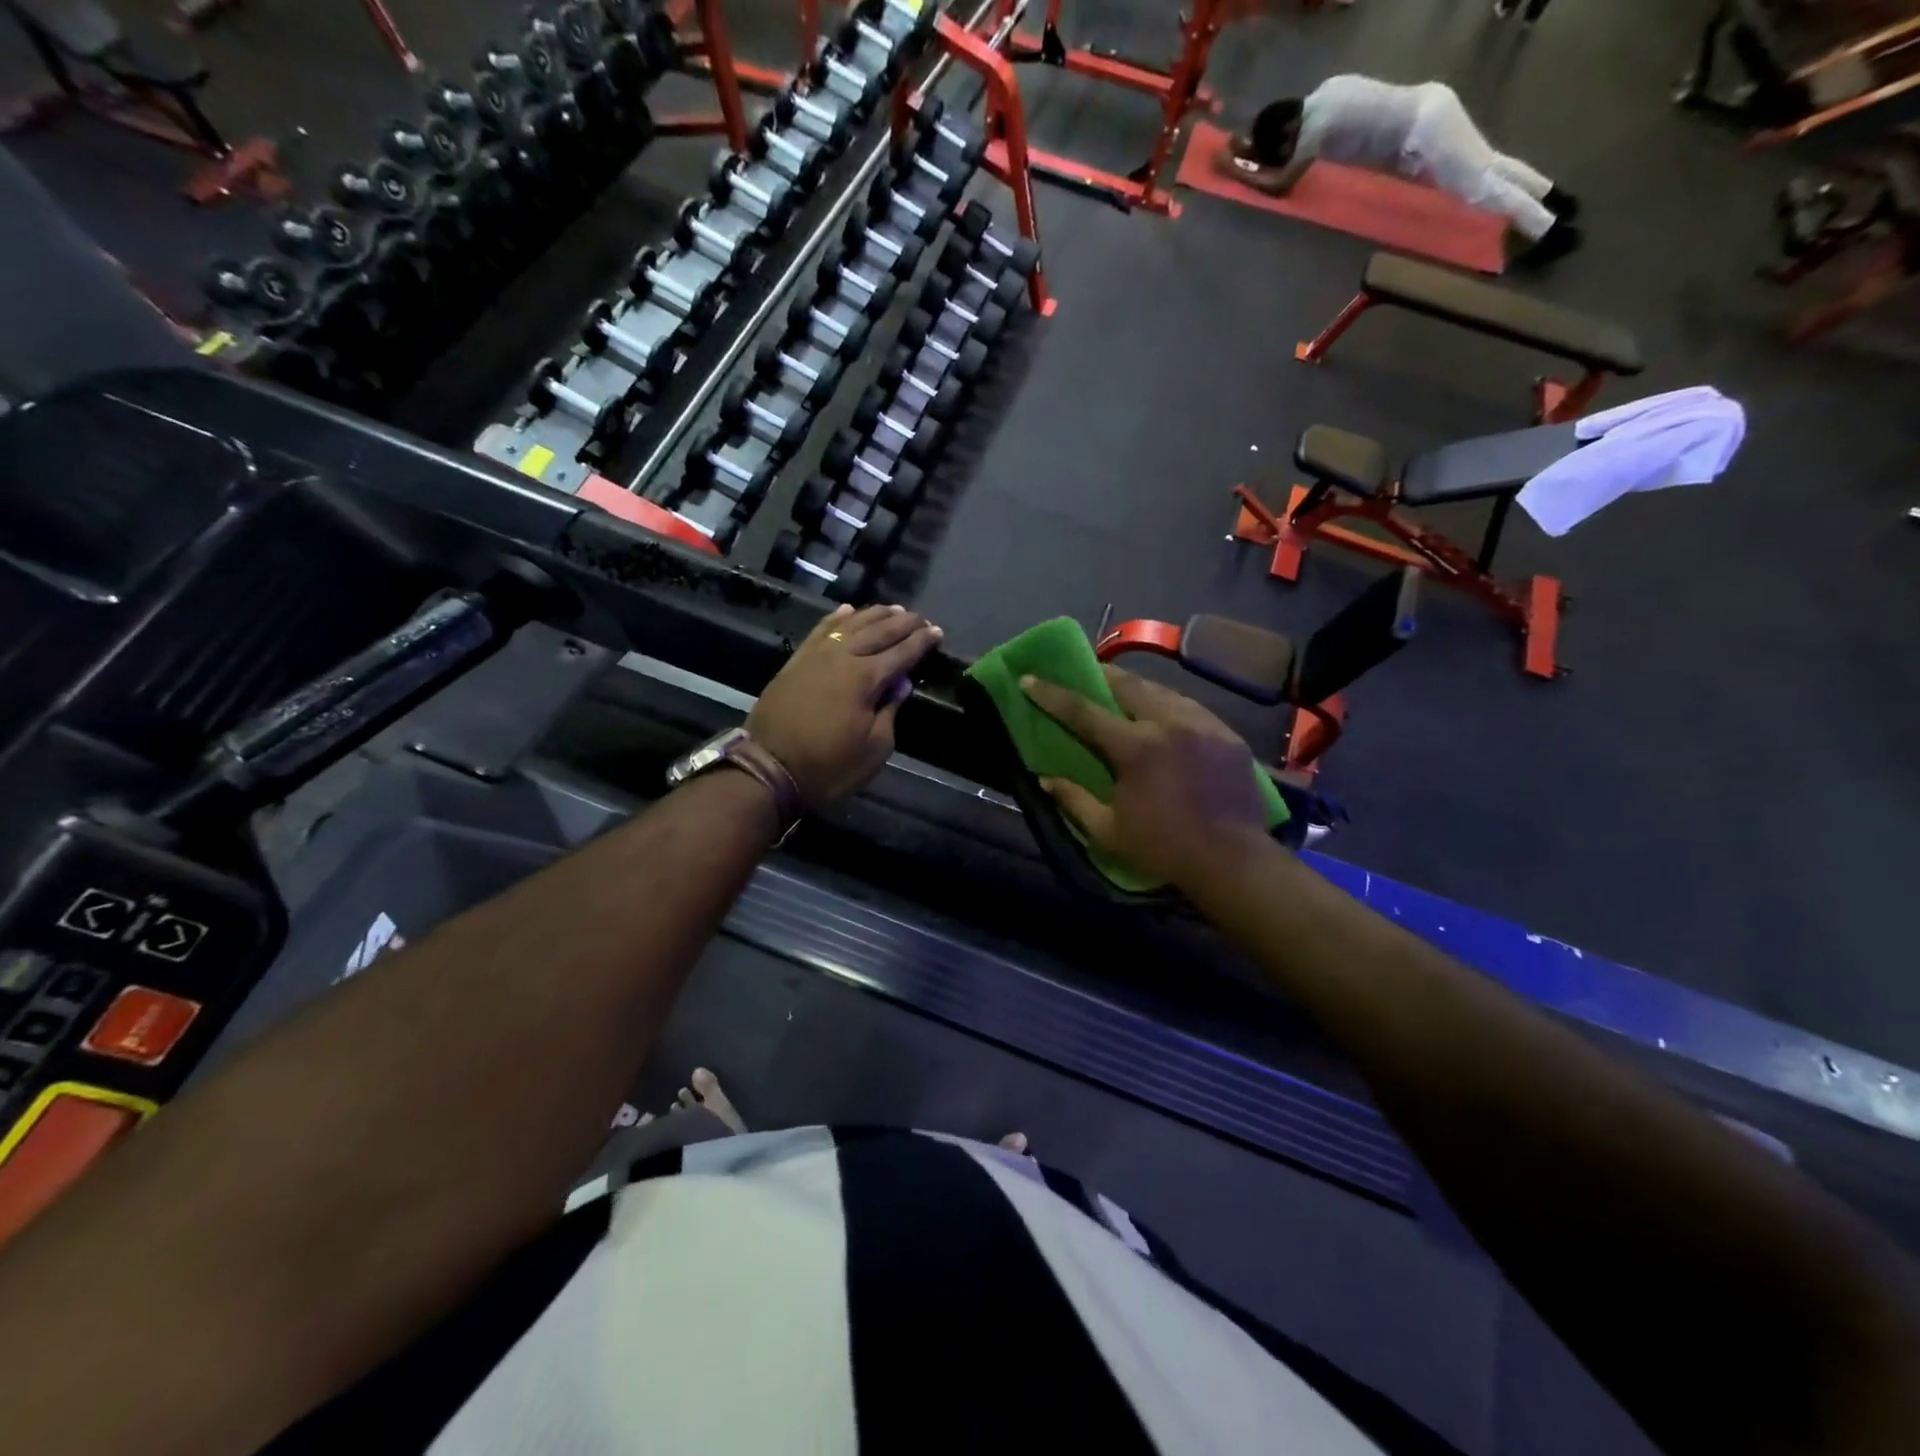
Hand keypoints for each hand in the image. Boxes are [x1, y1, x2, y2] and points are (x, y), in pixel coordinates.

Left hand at [749, 603, 942, 807]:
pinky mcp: (796, 661)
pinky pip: (820, 630)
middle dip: (903, 623)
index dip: (922, 642)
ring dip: (875, 614)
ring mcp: (816, 655)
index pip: (902, 653)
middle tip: (921, 617)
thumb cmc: (829, 766)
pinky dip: (837, 618)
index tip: (938, 632)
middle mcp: (843, 657)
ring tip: (893, 609)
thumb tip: (901, 683)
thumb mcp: (874, 749)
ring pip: (851, 624)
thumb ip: (890, 711)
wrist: (768, 769)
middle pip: (879, 631)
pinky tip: (848, 610)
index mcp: (866, 678)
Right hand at [1020, 666, 1269, 888]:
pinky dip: (1169, 704)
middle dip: (1101, 675)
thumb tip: (1045, 778)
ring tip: (1123, 690)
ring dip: (1137, 688)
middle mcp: (1169, 723)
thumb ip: (1074, 800)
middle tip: (1085, 673)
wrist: (1233, 861)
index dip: (1052, 694)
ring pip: (1163, 691)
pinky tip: (1164, 713)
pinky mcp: (1228, 735)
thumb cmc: (1163, 849)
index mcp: (1135, 747)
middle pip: (1128, 685)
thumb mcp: (1107, 832)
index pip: (1084, 711)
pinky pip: (1191, 707)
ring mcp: (1203, 724)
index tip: (1028, 679)